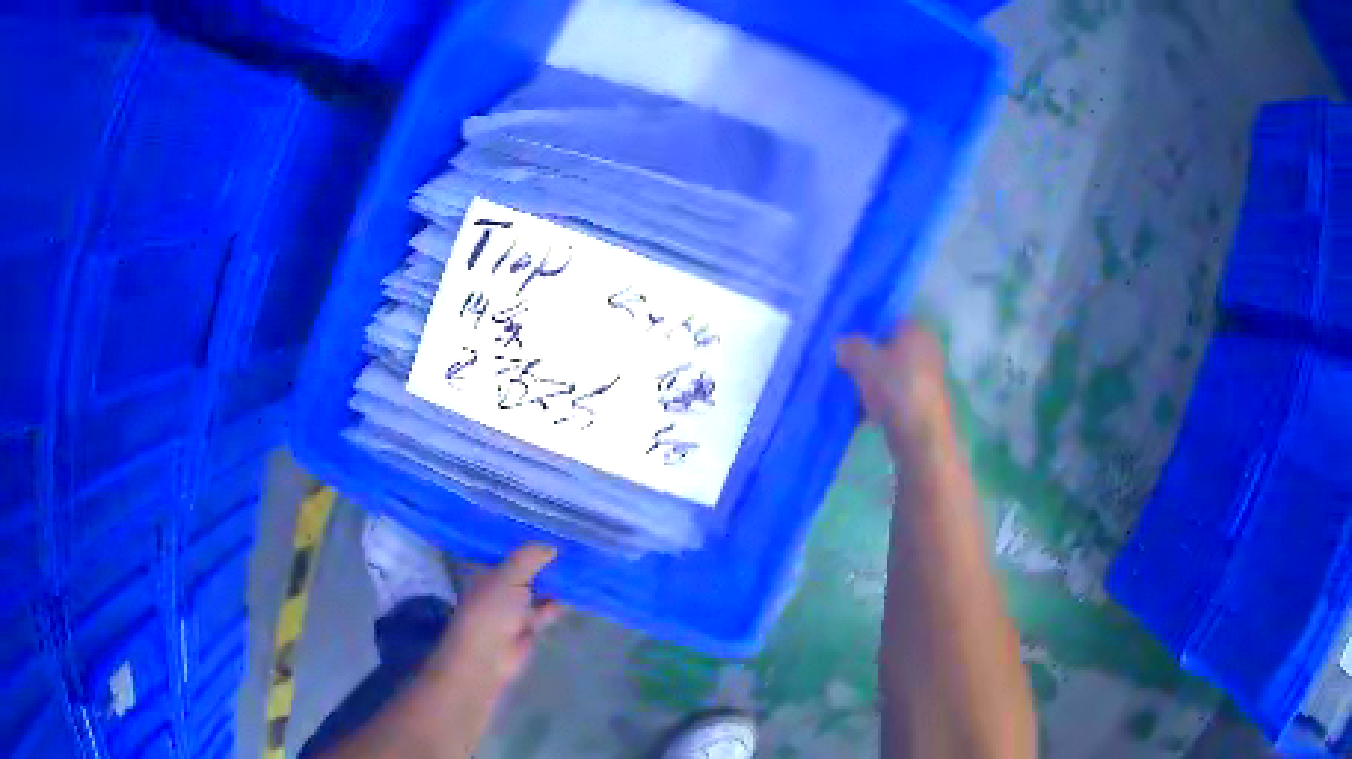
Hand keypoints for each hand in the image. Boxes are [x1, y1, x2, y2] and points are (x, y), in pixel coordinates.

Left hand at [434, 544, 564, 696]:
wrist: (487, 657)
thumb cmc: (490, 611)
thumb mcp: (507, 578)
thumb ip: (529, 559)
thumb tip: (552, 546)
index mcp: (486, 571)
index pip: (508, 550)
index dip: (527, 540)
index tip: (550, 529)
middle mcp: (500, 585)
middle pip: (525, 569)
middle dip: (544, 560)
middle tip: (572, 544)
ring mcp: (514, 606)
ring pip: (538, 588)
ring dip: (555, 581)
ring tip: (580, 564)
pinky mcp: (530, 625)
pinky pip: (548, 608)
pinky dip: (560, 602)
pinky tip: (578, 592)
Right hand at [837, 324, 953, 457]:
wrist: (922, 438)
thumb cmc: (896, 390)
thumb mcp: (864, 363)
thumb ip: (850, 348)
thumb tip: (841, 344)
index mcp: (916, 331)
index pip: (885, 322)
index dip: (863, 333)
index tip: (844, 347)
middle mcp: (926, 349)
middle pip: (886, 350)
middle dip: (864, 361)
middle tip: (842, 371)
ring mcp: (926, 378)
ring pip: (889, 375)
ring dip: (869, 384)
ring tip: (848, 396)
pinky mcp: (922, 403)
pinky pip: (894, 396)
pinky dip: (879, 402)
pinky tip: (860, 415)